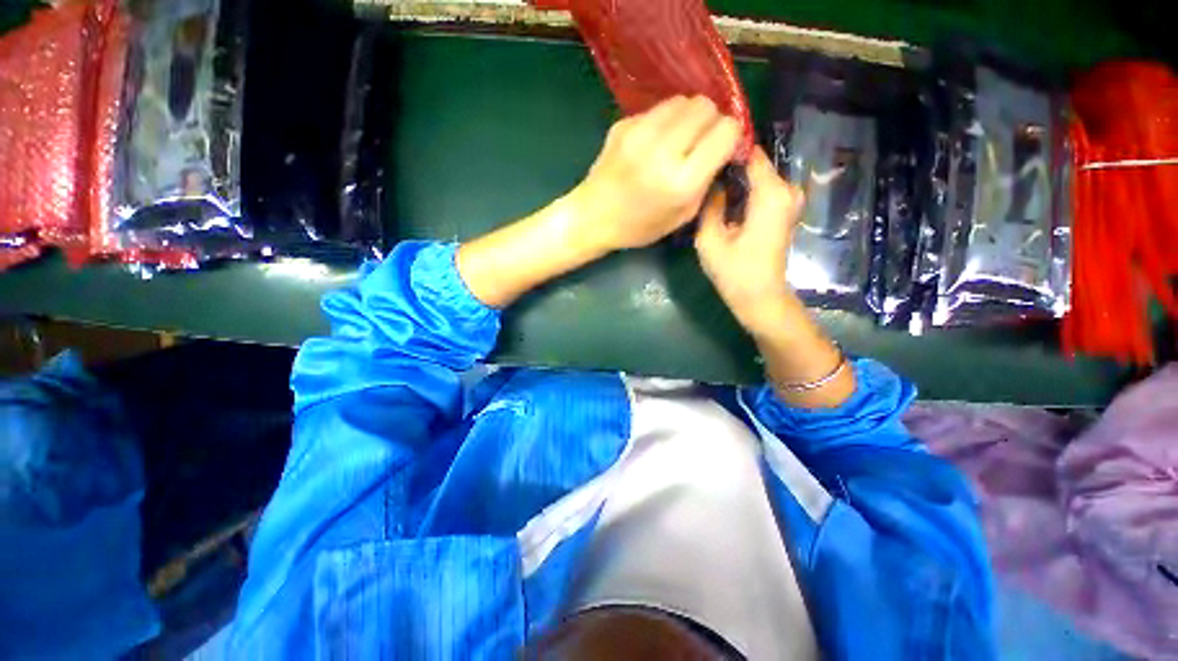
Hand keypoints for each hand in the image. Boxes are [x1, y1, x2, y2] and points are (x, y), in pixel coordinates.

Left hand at [567, 95, 741, 251]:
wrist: (592, 217)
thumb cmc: (638, 227)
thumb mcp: (681, 217)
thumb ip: (707, 181)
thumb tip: (724, 149)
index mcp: (681, 181)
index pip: (726, 131)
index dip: (729, 137)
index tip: (722, 148)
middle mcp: (663, 150)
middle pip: (706, 107)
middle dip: (711, 122)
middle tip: (700, 142)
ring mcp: (639, 132)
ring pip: (683, 100)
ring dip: (688, 117)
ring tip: (678, 140)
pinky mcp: (623, 124)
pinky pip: (658, 109)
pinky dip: (664, 121)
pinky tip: (653, 143)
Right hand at [695, 147, 804, 333]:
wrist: (760, 297)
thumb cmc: (734, 272)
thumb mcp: (710, 239)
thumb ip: (709, 204)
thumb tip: (710, 181)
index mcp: (771, 193)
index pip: (750, 152)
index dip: (726, 149)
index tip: (702, 151)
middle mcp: (787, 189)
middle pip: (754, 163)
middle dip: (728, 166)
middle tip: (701, 175)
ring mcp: (789, 200)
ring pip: (756, 176)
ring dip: (734, 179)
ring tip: (709, 187)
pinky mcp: (784, 210)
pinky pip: (761, 188)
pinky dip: (744, 190)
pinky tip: (724, 200)